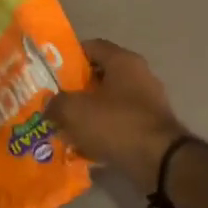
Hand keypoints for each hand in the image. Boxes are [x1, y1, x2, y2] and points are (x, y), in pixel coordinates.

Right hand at [45, 38, 187, 192]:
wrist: (159, 160)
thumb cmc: (116, 124)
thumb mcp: (75, 111)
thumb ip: (56, 103)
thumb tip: (49, 104)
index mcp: (123, 61)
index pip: (92, 46)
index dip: (69, 56)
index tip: (51, 71)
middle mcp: (139, 75)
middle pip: (101, 75)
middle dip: (76, 88)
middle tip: (54, 101)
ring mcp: (148, 101)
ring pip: (109, 100)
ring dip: (89, 112)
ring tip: (66, 125)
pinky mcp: (151, 126)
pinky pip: (120, 122)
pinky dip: (103, 130)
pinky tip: (86, 145)